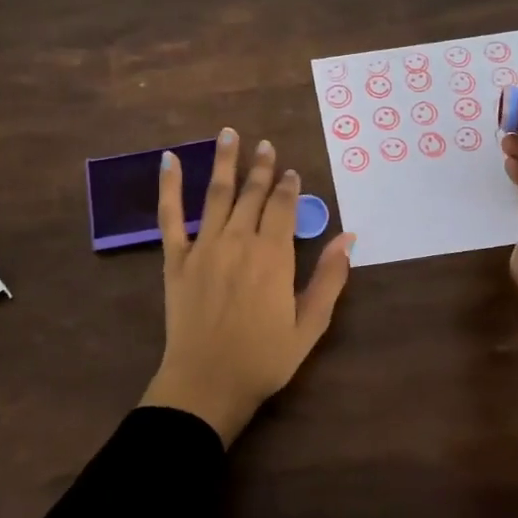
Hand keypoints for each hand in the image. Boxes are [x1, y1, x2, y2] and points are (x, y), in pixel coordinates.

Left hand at [139, 129, 355, 444]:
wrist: (207, 383)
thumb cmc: (264, 359)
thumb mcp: (310, 325)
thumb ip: (330, 278)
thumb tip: (349, 238)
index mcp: (273, 257)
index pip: (283, 208)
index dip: (288, 187)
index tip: (291, 172)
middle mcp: (239, 242)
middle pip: (252, 195)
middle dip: (261, 168)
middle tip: (265, 144)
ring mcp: (203, 247)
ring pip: (216, 195)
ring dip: (224, 162)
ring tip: (229, 134)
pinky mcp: (176, 259)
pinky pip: (170, 216)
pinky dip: (169, 186)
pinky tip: (168, 160)